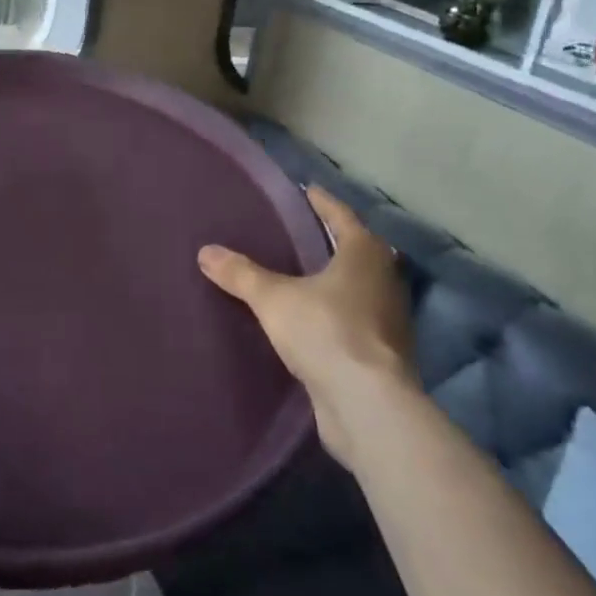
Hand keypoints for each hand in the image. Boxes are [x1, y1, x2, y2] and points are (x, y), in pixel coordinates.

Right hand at [199, 185, 417, 464]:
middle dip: (332, 241)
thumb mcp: (273, 298)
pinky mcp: (384, 355)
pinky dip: (338, 313)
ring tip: (303, 275)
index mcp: (364, 253)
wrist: (368, 406)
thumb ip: (241, 274)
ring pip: (360, 287)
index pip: (341, 216)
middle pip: (357, 250)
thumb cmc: (325, 331)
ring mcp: (389, 320)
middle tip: (302, 231)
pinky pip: (357, 320)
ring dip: (337, 280)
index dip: (322, 202)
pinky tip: (313, 320)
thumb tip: (205, 251)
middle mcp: (384, 280)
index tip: (307, 190)